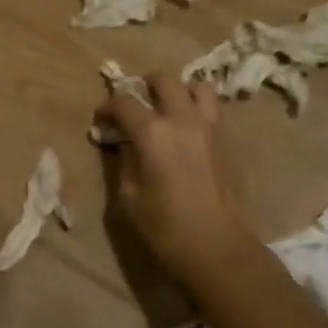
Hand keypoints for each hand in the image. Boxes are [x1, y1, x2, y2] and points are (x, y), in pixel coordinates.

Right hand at [95, 72, 260, 290]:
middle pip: (163, 79)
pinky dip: (196, 109)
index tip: (101, 121)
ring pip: (196, 86)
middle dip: (144, 85)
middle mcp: (182, 119)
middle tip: (136, 105)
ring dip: (179, 91)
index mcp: (152, 132)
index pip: (123, 102)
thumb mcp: (129, 195)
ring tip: (168, 109)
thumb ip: (124, 160)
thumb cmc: (164, 226)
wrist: (217, 247)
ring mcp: (209, 127)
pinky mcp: (226, 140)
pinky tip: (186, 132)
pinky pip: (211, 109)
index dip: (107, 107)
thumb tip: (125, 143)